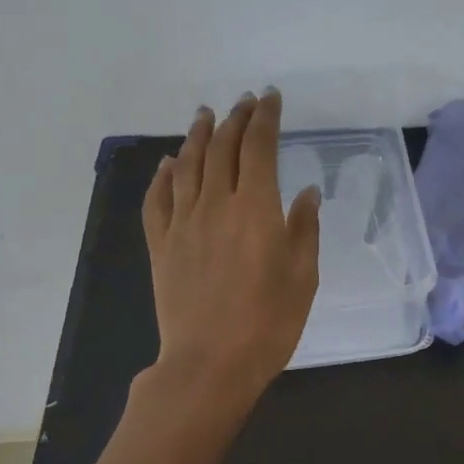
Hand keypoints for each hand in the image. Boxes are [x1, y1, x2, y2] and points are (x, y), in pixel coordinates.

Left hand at [141, 90, 321, 406]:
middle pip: (222, 148)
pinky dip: (163, 176)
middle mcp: (215, 205)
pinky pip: (158, 200)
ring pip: (187, 166)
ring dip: (198, 136)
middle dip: (234, 119)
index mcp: (256, 209)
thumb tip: (305, 192)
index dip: (265, 118)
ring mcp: (183, 224)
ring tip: (205, 115)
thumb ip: (304, 229)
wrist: (209, 364)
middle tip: (243, 102)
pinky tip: (168, 164)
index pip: (259, 147)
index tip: (270, 98)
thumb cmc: (268, 323)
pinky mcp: (161, 245)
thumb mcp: (303, 277)